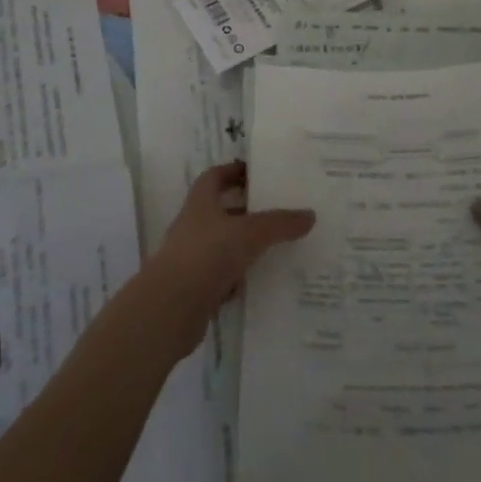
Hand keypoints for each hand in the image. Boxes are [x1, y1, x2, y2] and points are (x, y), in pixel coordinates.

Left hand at [146, 162, 314, 355]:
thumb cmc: (206, 255)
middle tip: (279, 210)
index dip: (234, 171)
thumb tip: (310, 215)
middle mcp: (194, 226)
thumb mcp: (250, 233)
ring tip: (278, 245)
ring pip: (224, 245)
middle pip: (222, 211)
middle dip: (248, 210)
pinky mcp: (196, 288)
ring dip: (246, 245)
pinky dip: (240, 278)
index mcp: (200, 203)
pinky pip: (223, 277)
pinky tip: (262, 281)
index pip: (215, 177)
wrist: (169, 309)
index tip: (258, 173)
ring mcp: (193, 258)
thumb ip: (279, 223)